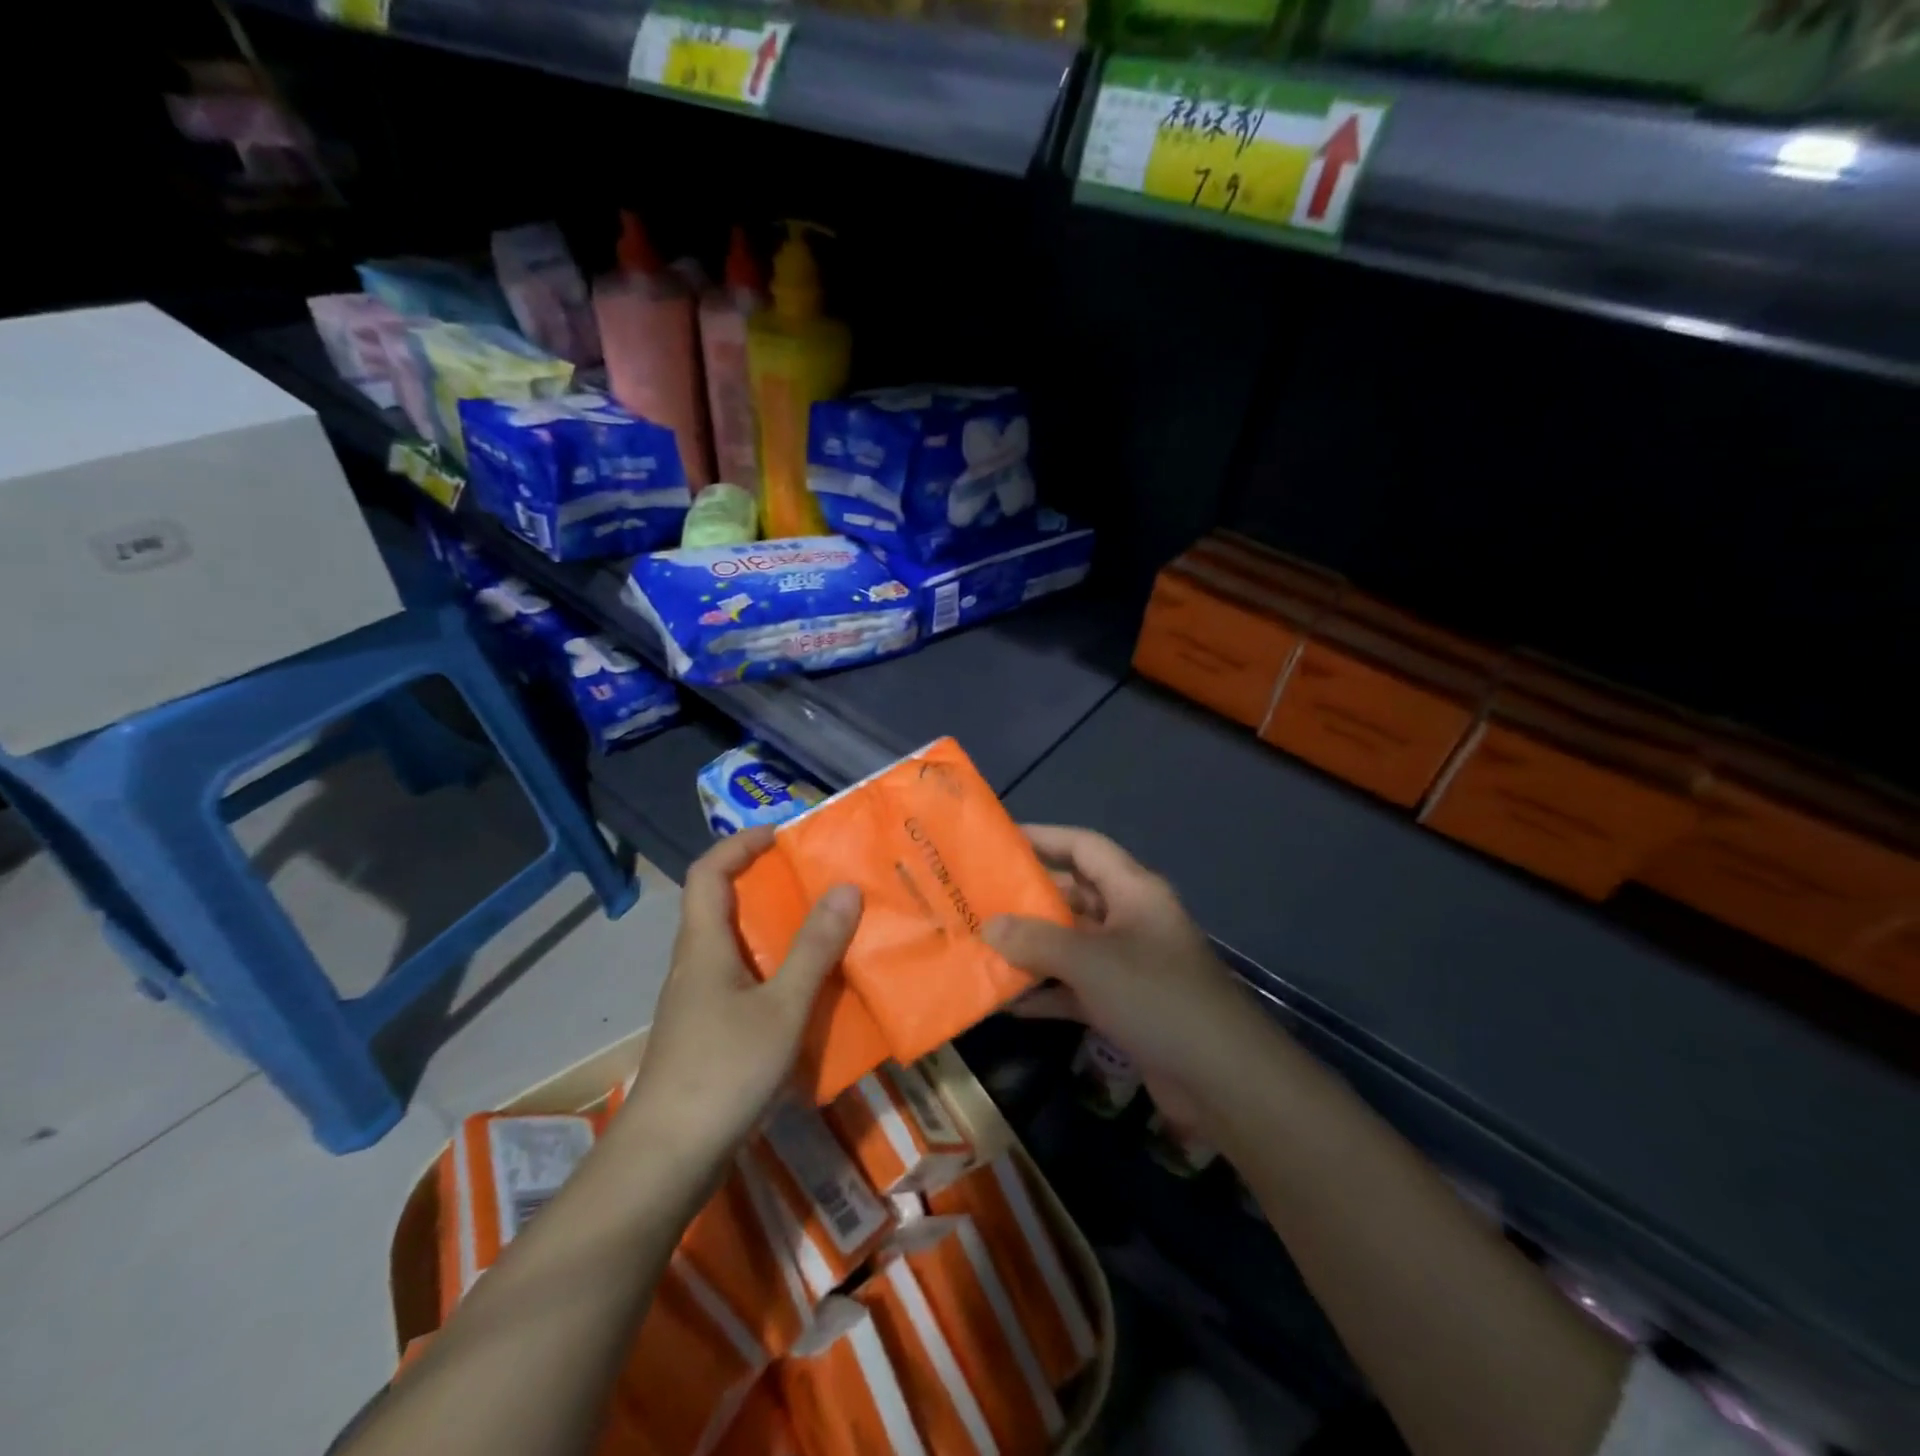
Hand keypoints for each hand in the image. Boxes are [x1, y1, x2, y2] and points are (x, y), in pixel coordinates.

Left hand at [624, 828, 861, 1156]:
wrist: (667, 1159)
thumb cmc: (723, 1070)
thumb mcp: (782, 1006)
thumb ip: (814, 947)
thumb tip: (844, 887)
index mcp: (703, 945)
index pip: (708, 872)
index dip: (740, 843)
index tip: (783, 835)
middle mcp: (695, 964)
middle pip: (722, 904)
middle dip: (767, 884)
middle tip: (818, 880)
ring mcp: (698, 1002)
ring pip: (736, 946)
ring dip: (775, 930)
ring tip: (824, 928)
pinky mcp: (707, 1033)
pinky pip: (743, 982)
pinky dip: (774, 971)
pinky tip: (808, 992)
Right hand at [984, 825, 1261, 1134]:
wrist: (1223, 1078)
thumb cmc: (1156, 996)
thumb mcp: (1090, 961)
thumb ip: (1036, 939)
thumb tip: (989, 925)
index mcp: (1133, 890)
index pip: (1083, 847)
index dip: (1044, 837)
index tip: (999, 841)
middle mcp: (1131, 919)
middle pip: (1074, 895)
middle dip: (1028, 898)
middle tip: (978, 899)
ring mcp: (1129, 964)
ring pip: (1071, 944)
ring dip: (1032, 948)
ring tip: (982, 946)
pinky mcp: (1126, 1005)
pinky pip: (1077, 988)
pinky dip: (1047, 992)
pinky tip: (1007, 1002)